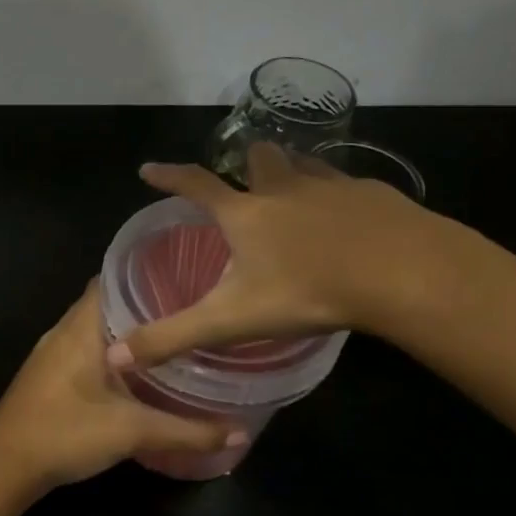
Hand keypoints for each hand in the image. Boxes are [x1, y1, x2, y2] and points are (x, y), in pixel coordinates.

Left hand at [0, 283, 245, 490]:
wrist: (4, 467)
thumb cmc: (65, 433)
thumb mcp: (132, 432)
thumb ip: (187, 432)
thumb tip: (238, 432)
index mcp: (80, 328)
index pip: (112, 279)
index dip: (146, 273)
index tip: (184, 276)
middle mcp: (63, 332)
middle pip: (106, 303)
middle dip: (144, 305)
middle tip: (188, 310)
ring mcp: (50, 355)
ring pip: (94, 330)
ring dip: (126, 332)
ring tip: (170, 337)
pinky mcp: (47, 377)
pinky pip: (84, 351)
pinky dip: (110, 353)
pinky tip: (135, 372)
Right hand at [107, 142, 458, 369]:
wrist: (401, 273)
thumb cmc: (306, 292)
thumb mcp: (230, 320)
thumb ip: (173, 337)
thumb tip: (114, 356)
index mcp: (245, 215)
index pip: (195, 186)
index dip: (169, 176)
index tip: (148, 169)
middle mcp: (284, 190)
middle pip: (259, 159)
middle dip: (247, 162)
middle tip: (246, 177)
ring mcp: (332, 186)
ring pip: (305, 165)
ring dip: (292, 170)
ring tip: (293, 188)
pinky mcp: (374, 194)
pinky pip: (347, 184)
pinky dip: (337, 193)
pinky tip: (348, 216)